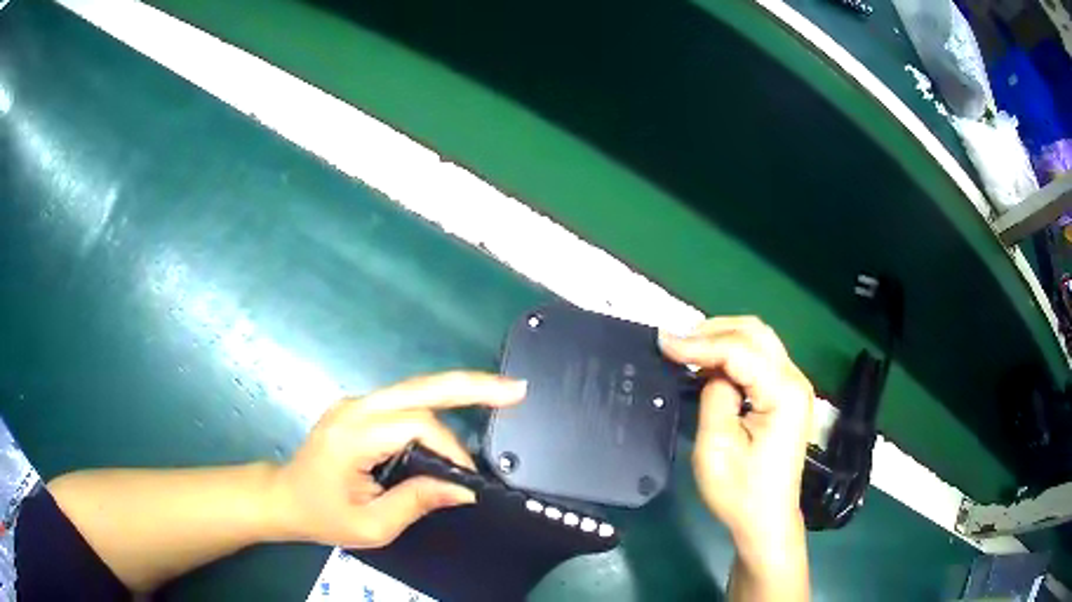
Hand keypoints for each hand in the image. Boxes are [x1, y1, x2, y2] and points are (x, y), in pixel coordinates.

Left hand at [264, 371, 525, 547]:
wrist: (284, 497)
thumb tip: (464, 489)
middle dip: (470, 385)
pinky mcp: (360, 408)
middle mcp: (355, 408)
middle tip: (515, 388)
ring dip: (458, 390)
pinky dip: (438, 404)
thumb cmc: (323, 515)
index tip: (466, 478)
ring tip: (500, 392)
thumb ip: (417, 502)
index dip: (449, 447)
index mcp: (352, 436)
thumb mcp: (371, 524)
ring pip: (415, 388)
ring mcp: (355, 403)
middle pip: (420, 387)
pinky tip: (463, 407)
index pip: (414, 425)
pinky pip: (405, 400)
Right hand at [660, 317, 812, 554]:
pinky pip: (759, 358)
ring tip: (688, 350)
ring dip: (722, 338)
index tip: (663, 342)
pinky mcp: (786, 395)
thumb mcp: (716, 447)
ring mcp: (794, 386)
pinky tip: (709, 364)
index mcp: (783, 394)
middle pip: (755, 333)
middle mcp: (795, 381)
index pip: (740, 351)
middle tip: (675, 343)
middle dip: (712, 331)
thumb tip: (710, 369)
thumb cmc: (740, 492)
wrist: (765, 519)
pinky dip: (732, 354)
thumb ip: (714, 396)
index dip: (700, 343)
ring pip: (758, 340)